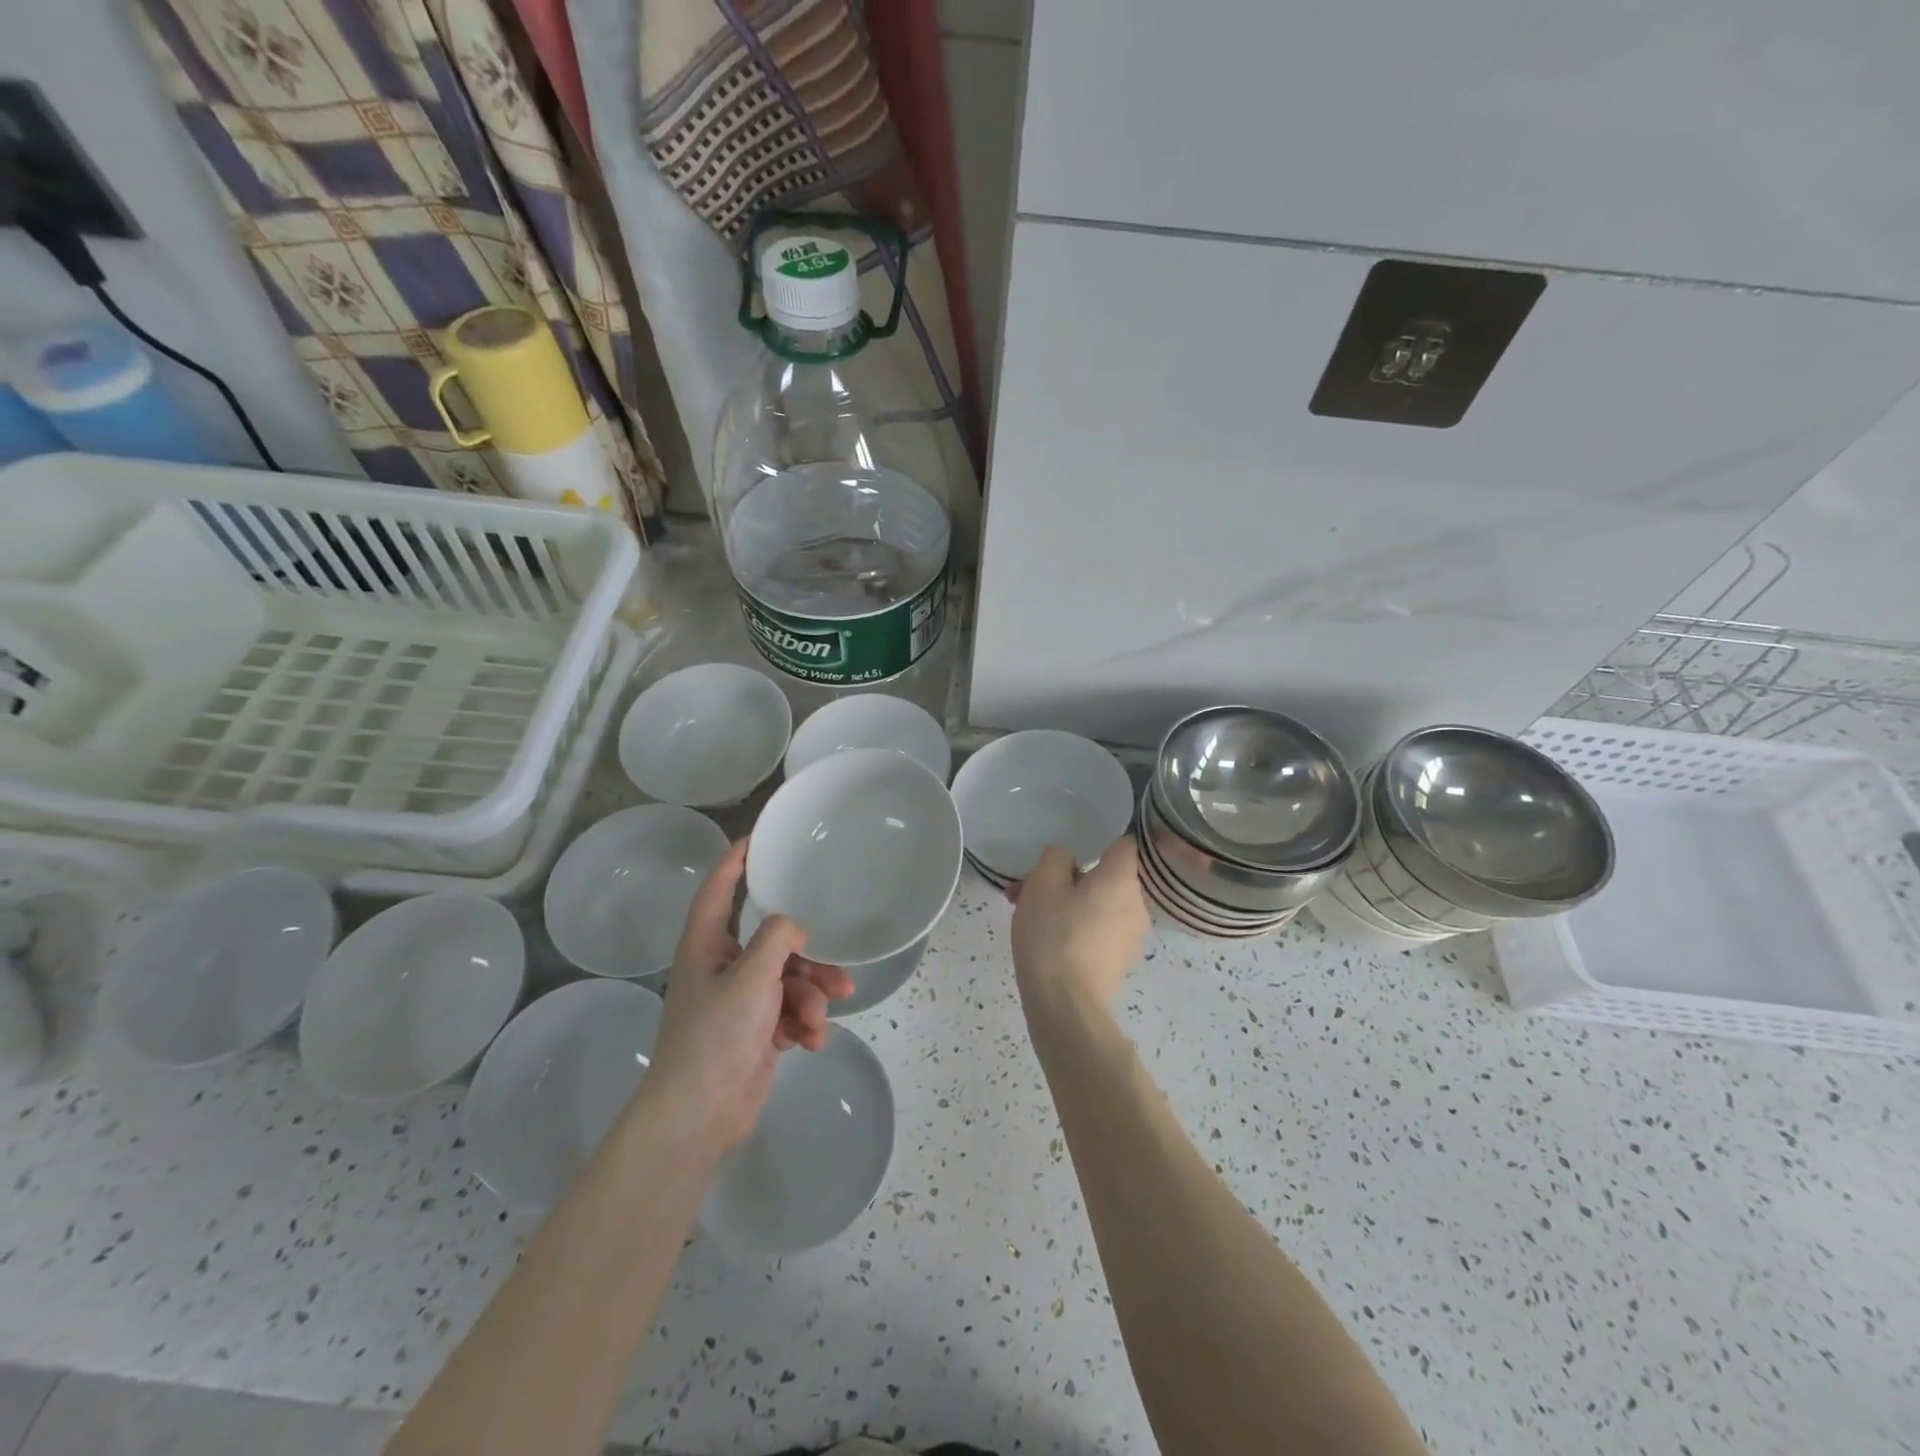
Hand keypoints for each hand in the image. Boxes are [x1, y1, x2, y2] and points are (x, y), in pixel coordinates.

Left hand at [637, 840, 852, 1152]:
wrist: (700, 1116)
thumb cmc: (716, 1037)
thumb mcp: (751, 979)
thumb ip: (777, 939)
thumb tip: (795, 927)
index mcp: (705, 946)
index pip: (719, 890)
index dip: (735, 861)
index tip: (757, 836)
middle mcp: (722, 967)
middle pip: (774, 943)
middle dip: (808, 960)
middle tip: (837, 972)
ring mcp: (741, 1001)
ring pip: (790, 980)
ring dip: (811, 997)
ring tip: (821, 1017)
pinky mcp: (758, 1030)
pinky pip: (791, 1011)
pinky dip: (804, 1023)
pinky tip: (811, 1040)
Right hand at [1009, 836, 1149, 1018]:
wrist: (1065, 1007)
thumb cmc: (1054, 936)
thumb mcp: (1042, 884)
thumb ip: (1055, 858)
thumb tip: (1066, 860)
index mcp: (1122, 880)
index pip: (1122, 844)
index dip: (1097, 840)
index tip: (1070, 848)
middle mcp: (1136, 905)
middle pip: (1104, 877)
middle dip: (1067, 878)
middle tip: (1029, 887)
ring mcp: (1130, 938)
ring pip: (1096, 905)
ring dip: (1066, 903)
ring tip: (1025, 914)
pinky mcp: (1118, 963)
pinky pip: (1096, 930)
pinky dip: (1074, 928)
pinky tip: (1043, 940)